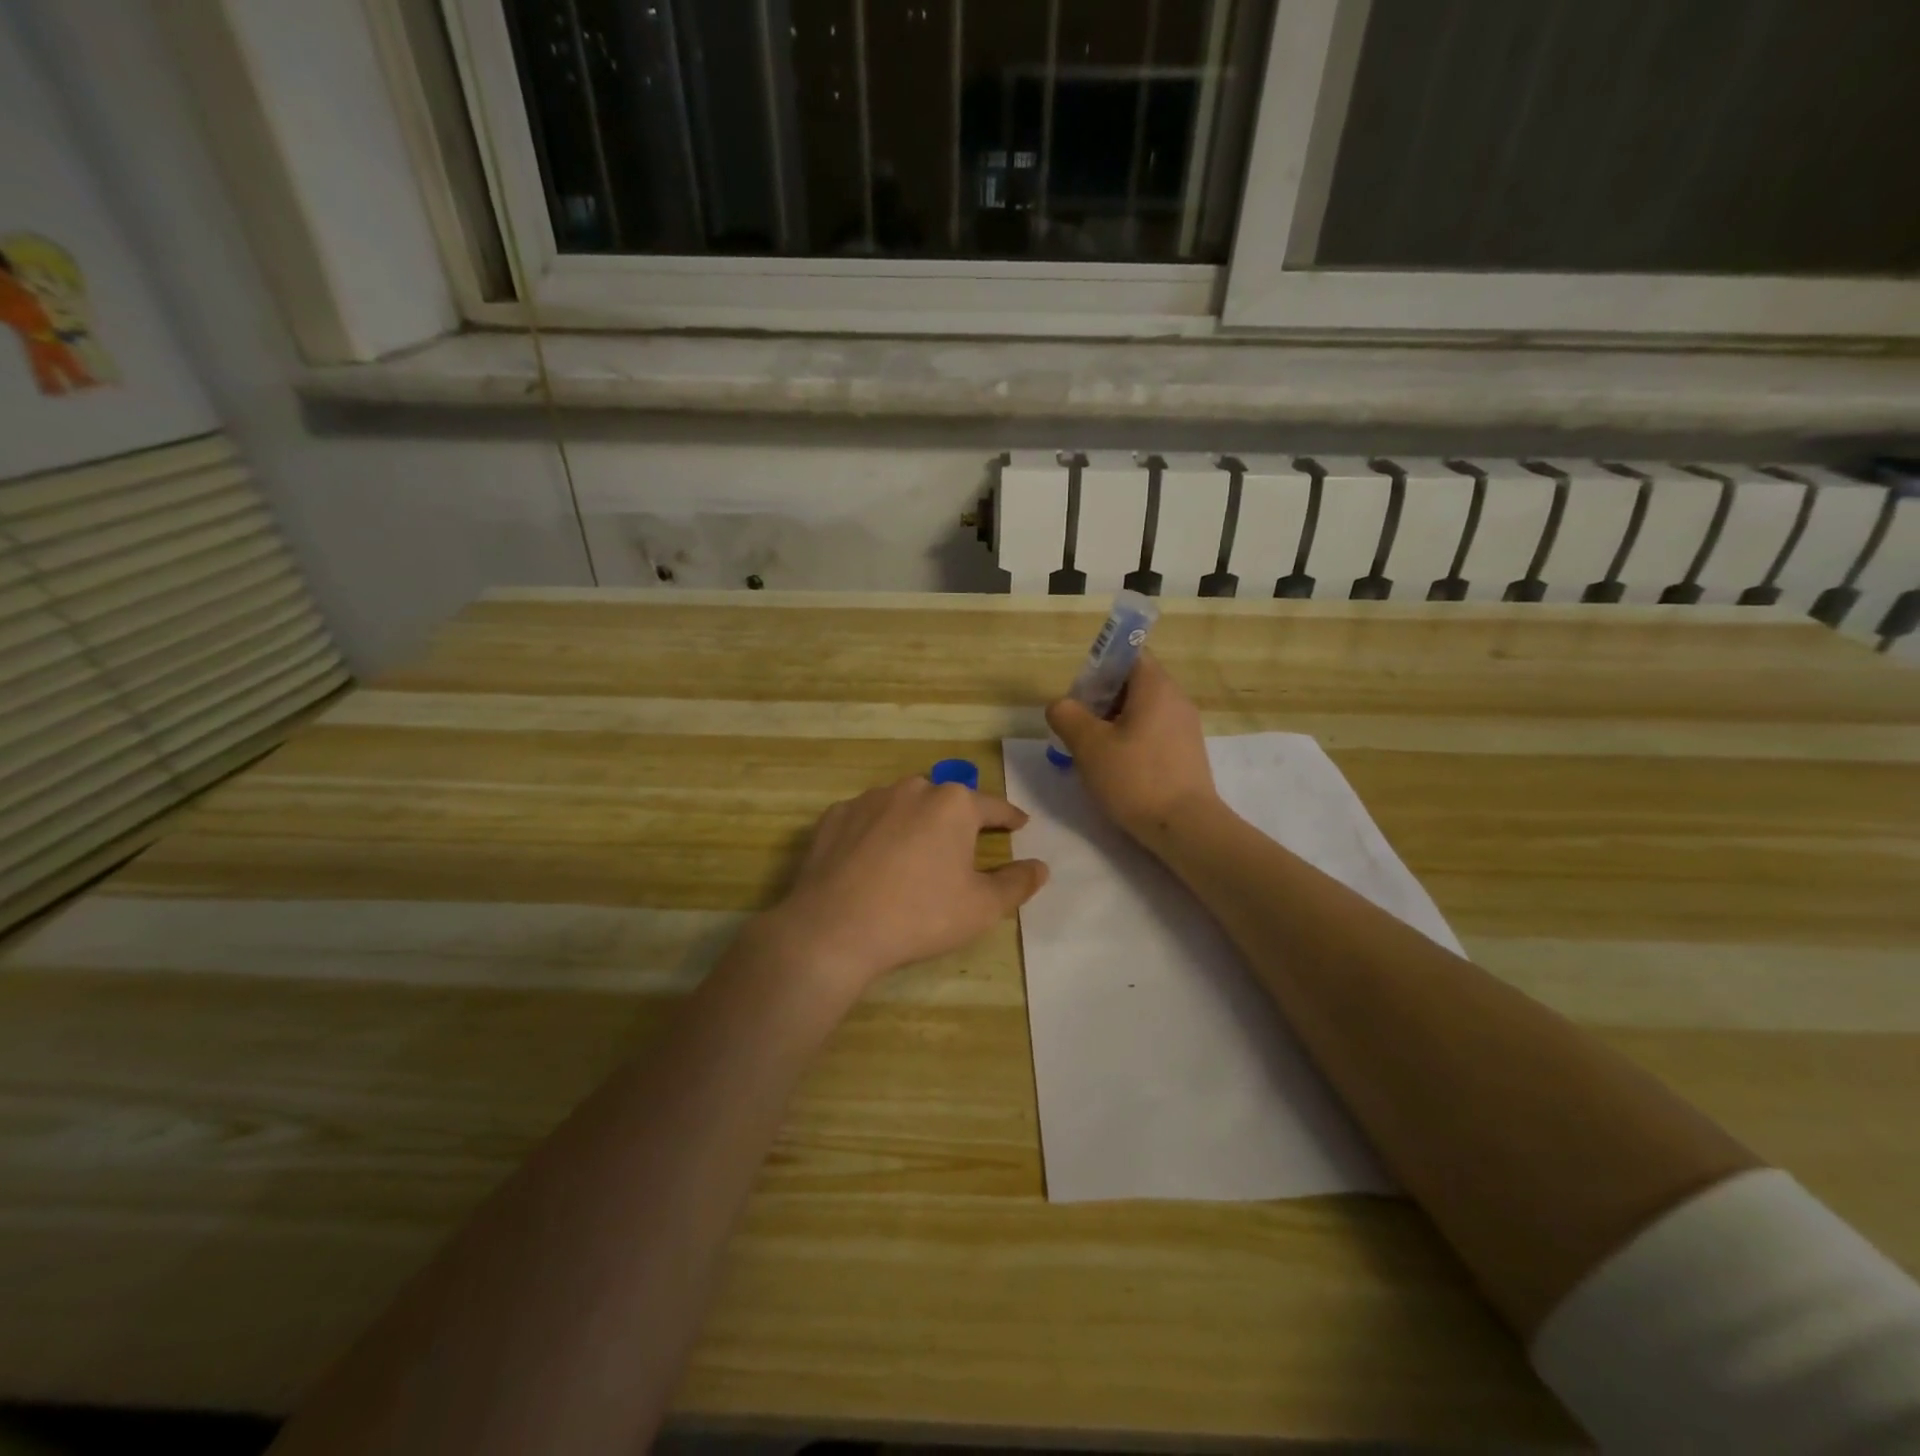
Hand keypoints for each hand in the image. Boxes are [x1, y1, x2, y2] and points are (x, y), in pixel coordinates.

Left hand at [761, 776, 1048, 1000]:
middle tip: (961, 849)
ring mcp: (868, 799)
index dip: (1009, 818)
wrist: (834, 929)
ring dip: (914, 824)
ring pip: (903, 806)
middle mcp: (912, 789)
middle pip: (945, 802)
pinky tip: (872, 862)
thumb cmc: (920, 915)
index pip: (993, 807)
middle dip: (957, 820)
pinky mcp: (834, 816)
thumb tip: (1040, 866)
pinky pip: (866, 819)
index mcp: (953, 804)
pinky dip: (876, 834)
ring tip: (913, 856)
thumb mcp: (981, 907)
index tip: (1019, 824)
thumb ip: (1016, 883)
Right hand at [1045, 653, 1220, 845]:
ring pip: (1142, 710)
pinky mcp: (1187, 753)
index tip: (1081, 694)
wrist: (1185, 827)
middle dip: (1102, 699)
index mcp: (1156, 687)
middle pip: (1134, 683)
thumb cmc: (1135, 778)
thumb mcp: (1088, 745)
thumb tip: (1061, 705)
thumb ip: (1067, 716)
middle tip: (1079, 726)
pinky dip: (1132, 740)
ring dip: (1114, 723)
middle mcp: (1176, 699)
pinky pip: (1154, 732)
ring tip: (1093, 751)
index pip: (1129, 654)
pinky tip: (1116, 768)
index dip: (1100, 667)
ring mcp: (1185, 727)